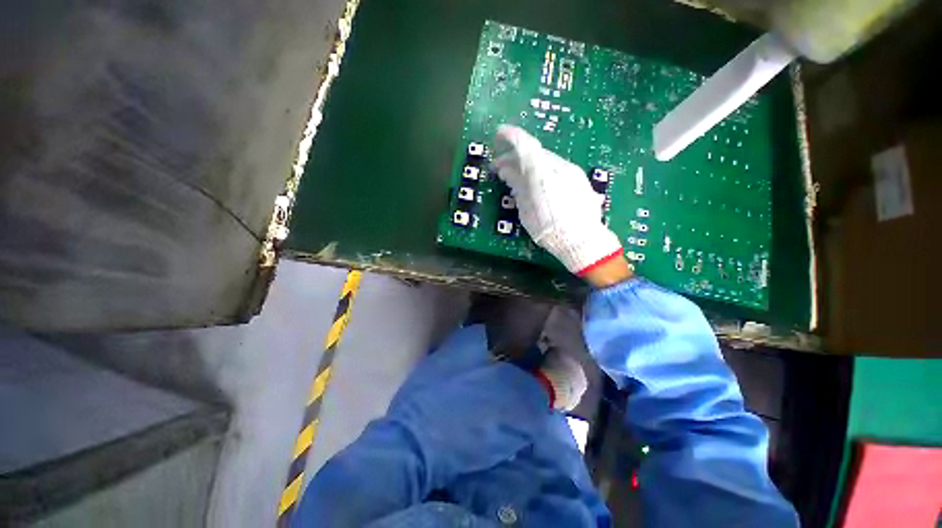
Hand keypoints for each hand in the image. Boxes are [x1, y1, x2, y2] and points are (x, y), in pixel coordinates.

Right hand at [493, 125, 629, 283]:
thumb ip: (517, 187)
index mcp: (542, 176)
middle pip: (534, 152)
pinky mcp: (578, 177)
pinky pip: (556, 167)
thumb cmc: (549, 231)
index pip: (525, 146)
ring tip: (517, 177)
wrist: (583, 240)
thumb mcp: (527, 211)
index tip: (498, 135)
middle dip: (515, 157)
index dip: (510, 137)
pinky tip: (536, 183)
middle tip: (501, 168)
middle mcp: (559, 167)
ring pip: (545, 159)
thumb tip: (506, 170)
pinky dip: (541, 170)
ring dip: (528, 164)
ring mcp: (571, 171)